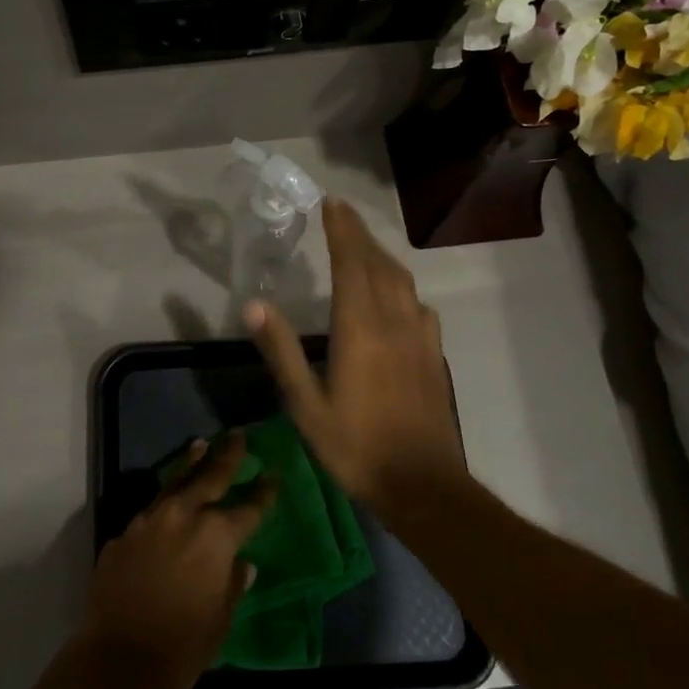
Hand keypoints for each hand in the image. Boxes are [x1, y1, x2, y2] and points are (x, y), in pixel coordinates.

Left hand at [81, 431, 276, 688]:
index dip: (264, 492)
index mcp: (216, 535)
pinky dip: (162, 506)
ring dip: (190, 464)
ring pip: (174, 483)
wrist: (119, 661)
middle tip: (238, 435)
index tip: (273, 474)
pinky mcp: (123, 534)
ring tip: (200, 446)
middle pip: (211, 476)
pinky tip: (166, 509)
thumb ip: (233, 583)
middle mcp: (183, 516)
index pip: (249, 507)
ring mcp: (149, 521)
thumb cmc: (183, 647)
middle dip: (227, 455)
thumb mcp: (221, 618)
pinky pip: (148, 514)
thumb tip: (242, 564)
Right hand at [244, 198, 466, 512]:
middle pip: (378, 264)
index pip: (351, 264)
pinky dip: (403, 288)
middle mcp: (393, 322)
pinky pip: (419, 306)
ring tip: (365, 245)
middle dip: (360, 234)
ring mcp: (419, 338)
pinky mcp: (434, 356)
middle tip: (343, 212)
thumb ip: (282, 351)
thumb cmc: (355, 446)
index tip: (332, 203)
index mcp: (359, 329)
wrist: (423, 485)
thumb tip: (254, 305)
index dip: (342, 231)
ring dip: (382, 256)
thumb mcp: (305, 405)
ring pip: (402, 282)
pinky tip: (399, 298)